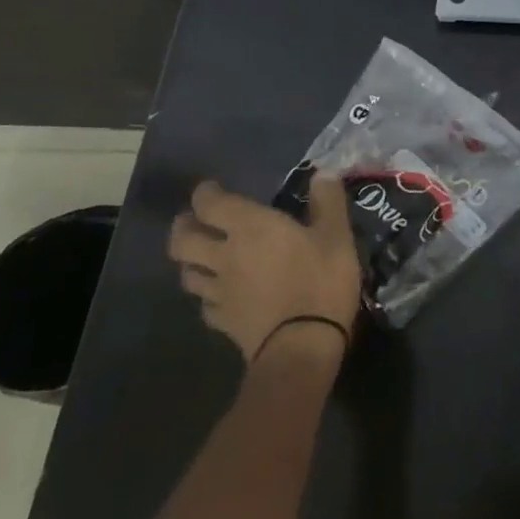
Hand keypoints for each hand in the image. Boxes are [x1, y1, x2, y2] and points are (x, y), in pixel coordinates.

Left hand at [167, 177, 360, 361]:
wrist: (302, 345)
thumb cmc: (320, 280)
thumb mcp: (336, 235)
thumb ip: (328, 201)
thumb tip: (323, 173)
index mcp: (250, 228)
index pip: (210, 204)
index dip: (205, 193)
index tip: (211, 189)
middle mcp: (224, 256)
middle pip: (182, 240)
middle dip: (183, 227)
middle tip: (194, 221)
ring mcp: (219, 292)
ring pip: (187, 273)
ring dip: (190, 261)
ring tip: (202, 257)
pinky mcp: (222, 321)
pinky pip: (204, 303)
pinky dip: (207, 295)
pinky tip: (220, 295)